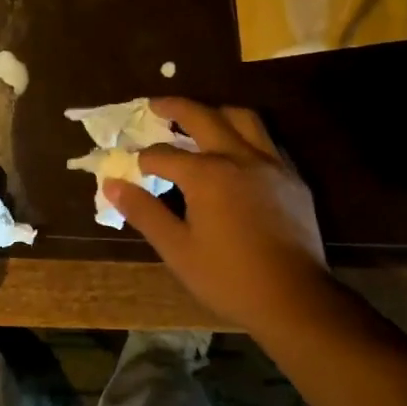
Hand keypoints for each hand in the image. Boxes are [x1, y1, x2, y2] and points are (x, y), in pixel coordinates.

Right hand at [103, 99, 337, 338]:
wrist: (294, 299)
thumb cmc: (228, 277)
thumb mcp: (177, 249)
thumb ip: (144, 211)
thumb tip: (112, 184)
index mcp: (207, 174)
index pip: (164, 155)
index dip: (143, 159)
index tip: (131, 167)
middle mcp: (239, 157)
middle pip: (203, 117)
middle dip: (175, 108)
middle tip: (156, 105)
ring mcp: (271, 164)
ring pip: (243, 119)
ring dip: (216, 112)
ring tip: (200, 119)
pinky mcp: (292, 179)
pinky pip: (266, 141)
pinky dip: (245, 135)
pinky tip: (237, 152)